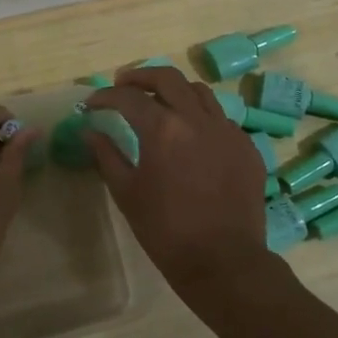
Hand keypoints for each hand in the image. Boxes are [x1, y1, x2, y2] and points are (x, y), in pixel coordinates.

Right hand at [83, 66, 269, 306]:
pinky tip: (191, 135)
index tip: (92, 104)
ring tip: (159, 101)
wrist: (224, 261)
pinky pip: (220, 118)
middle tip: (123, 85)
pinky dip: (200, 116)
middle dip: (140, 76)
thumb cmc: (166, 230)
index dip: (105, 96)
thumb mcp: (127, 193)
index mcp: (163, 129)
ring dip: (174, 90)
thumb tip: (90, 131)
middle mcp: (197, 119)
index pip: (128, 97)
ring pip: (199, 91)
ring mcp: (227, 130)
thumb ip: (106, 156)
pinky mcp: (246, 147)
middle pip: (167, 77)